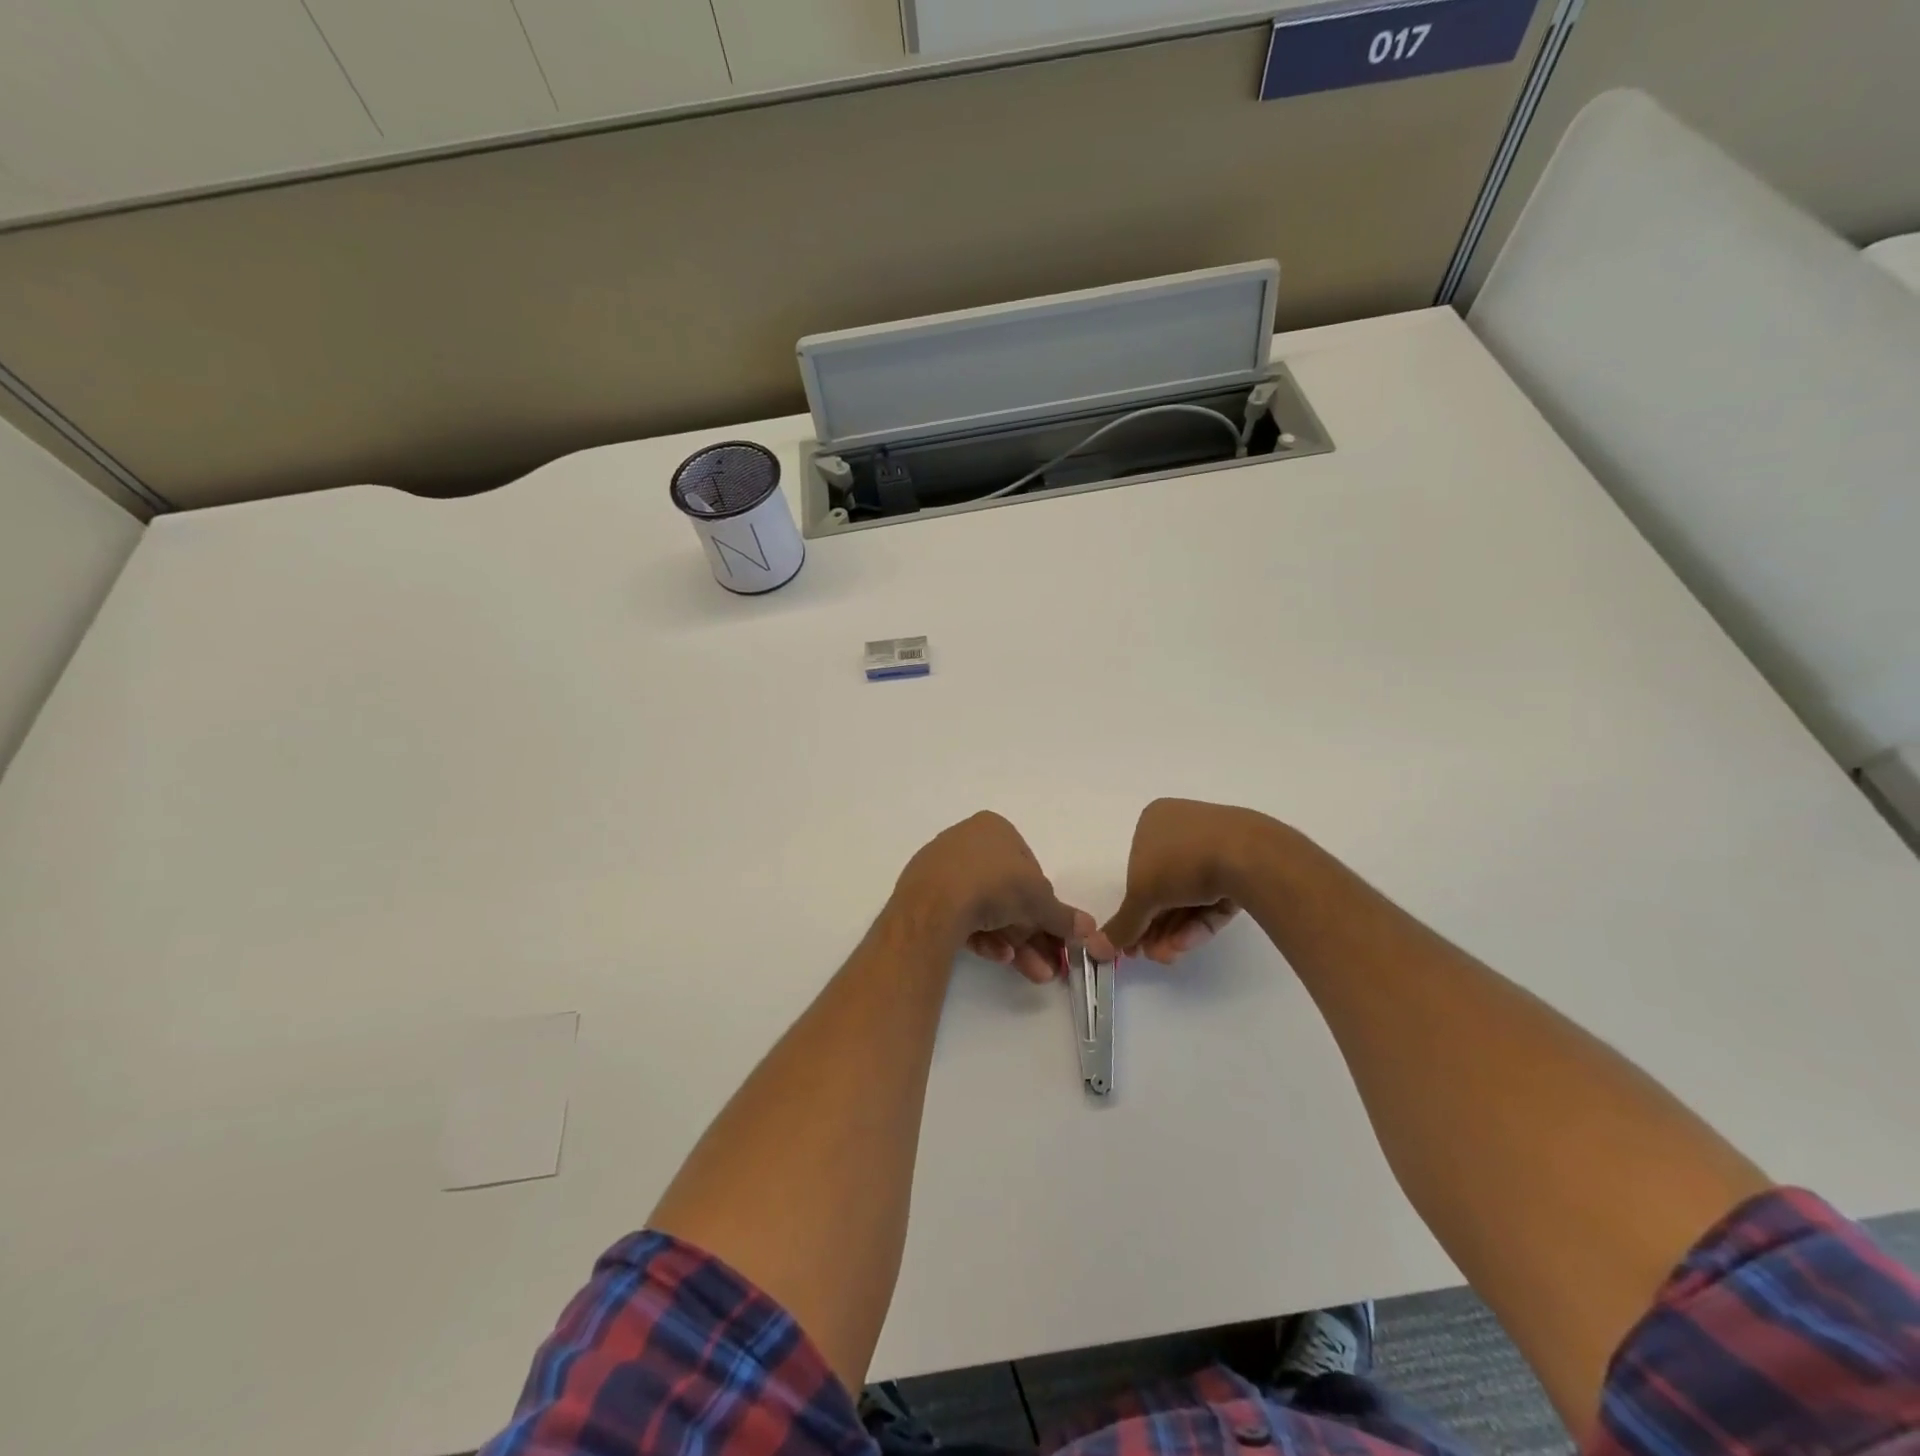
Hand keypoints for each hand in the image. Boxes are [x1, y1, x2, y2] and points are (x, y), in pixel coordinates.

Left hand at [891, 812, 1107, 983]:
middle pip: (1008, 892)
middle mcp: (966, 843)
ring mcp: (942, 870)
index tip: (1055, 930)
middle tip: (1050, 963)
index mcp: (994, 829)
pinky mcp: (925, 898)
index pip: (1028, 865)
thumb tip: (1090, 929)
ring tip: (1035, 972)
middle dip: (1032, 932)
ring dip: (1014, 942)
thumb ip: (1063, 915)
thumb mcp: (1040, 900)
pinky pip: (962, 917)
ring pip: (987, 909)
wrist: (934, 904)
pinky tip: (1001, 959)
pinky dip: (985, 938)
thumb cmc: (994, 884)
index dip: (1044, 901)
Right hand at [1102, 799, 1266, 963]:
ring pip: (1189, 895)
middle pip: (1164, 886)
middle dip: (1155, 925)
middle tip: (1150, 955)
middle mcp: (1183, 828)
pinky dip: (1200, 920)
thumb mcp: (1141, 895)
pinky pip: (1214, 895)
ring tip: (1169, 956)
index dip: (1134, 908)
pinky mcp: (1243, 865)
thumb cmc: (1182, 861)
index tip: (1131, 941)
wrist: (1250, 855)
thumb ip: (1122, 924)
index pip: (1137, 869)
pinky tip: (1189, 942)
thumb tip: (1096, 948)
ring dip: (1174, 929)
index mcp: (1155, 820)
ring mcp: (1217, 844)